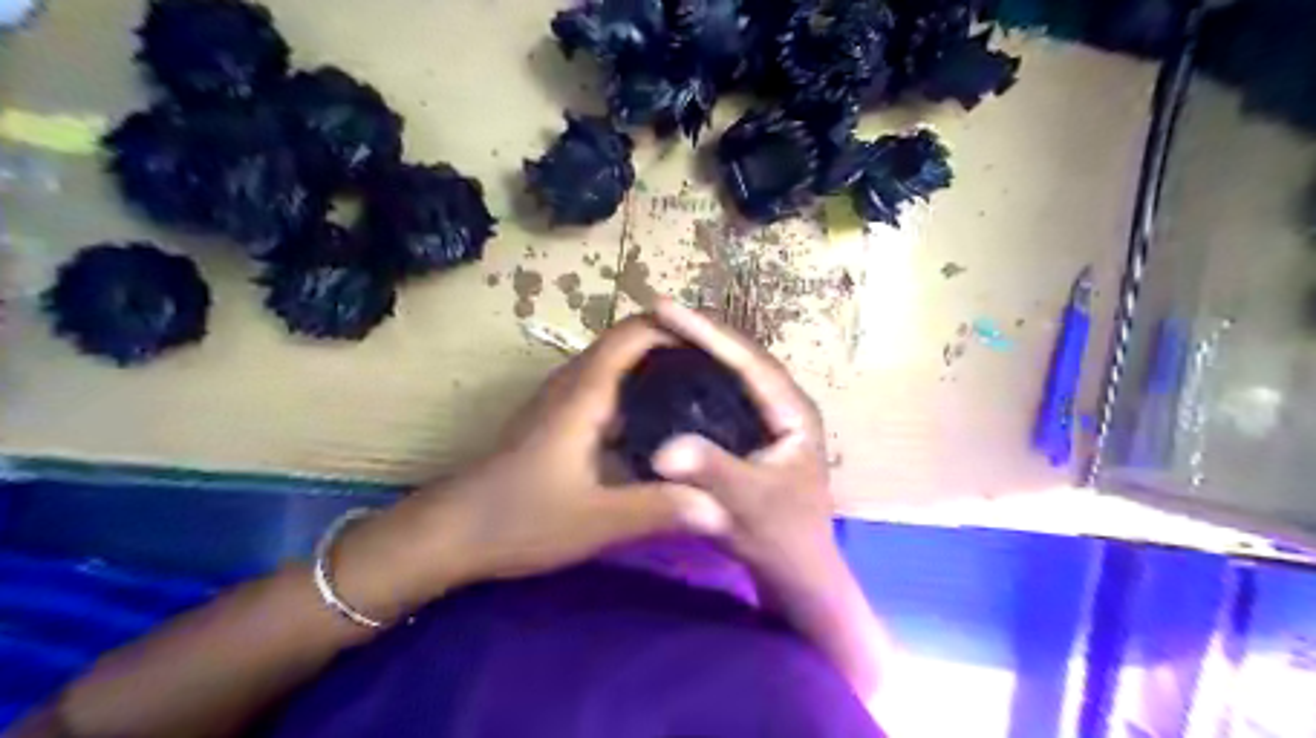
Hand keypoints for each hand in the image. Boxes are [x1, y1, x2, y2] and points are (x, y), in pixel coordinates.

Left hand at [341, 315, 728, 612]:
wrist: (452, 531)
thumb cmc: (519, 518)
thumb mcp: (596, 520)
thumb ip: (659, 509)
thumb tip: (723, 508)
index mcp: (586, 392)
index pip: (635, 333)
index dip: (678, 327)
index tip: (722, 345)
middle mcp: (574, 383)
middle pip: (630, 343)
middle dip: (676, 347)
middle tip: (724, 373)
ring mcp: (562, 400)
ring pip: (618, 366)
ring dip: (658, 368)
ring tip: (704, 392)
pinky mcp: (557, 419)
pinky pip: (607, 388)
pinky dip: (639, 392)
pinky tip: (663, 425)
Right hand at [644, 301, 888, 703]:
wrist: (797, 573)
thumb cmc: (781, 539)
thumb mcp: (747, 507)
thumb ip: (713, 473)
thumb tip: (665, 449)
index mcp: (793, 411)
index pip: (747, 360)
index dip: (706, 332)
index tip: (664, 308)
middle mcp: (786, 405)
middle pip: (741, 356)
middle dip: (702, 332)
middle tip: (658, 312)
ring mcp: (772, 418)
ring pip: (734, 371)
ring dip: (701, 349)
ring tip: (662, 331)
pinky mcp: (756, 433)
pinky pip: (725, 392)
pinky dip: (700, 376)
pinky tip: (674, 374)